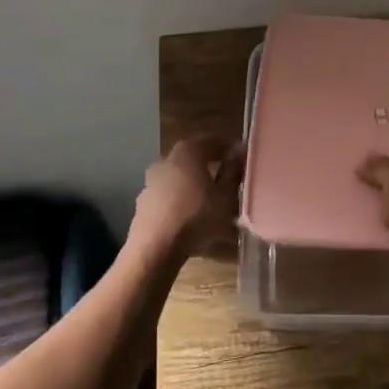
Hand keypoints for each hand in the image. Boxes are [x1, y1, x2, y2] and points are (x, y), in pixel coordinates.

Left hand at [134, 136, 243, 259]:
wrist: (155, 249)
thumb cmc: (197, 217)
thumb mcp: (226, 196)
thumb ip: (233, 171)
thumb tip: (239, 151)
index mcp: (188, 151)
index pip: (212, 139)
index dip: (229, 146)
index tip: (242, 157)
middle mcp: (167, 160)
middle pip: (194, 156)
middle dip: (212, 164)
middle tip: (230, 176)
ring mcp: (152, 181)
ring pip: (181, 177)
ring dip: (196, 183)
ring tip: (213, 200)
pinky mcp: (145, 203)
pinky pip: (170, 195)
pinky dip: (183, 200)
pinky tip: (194, 216)